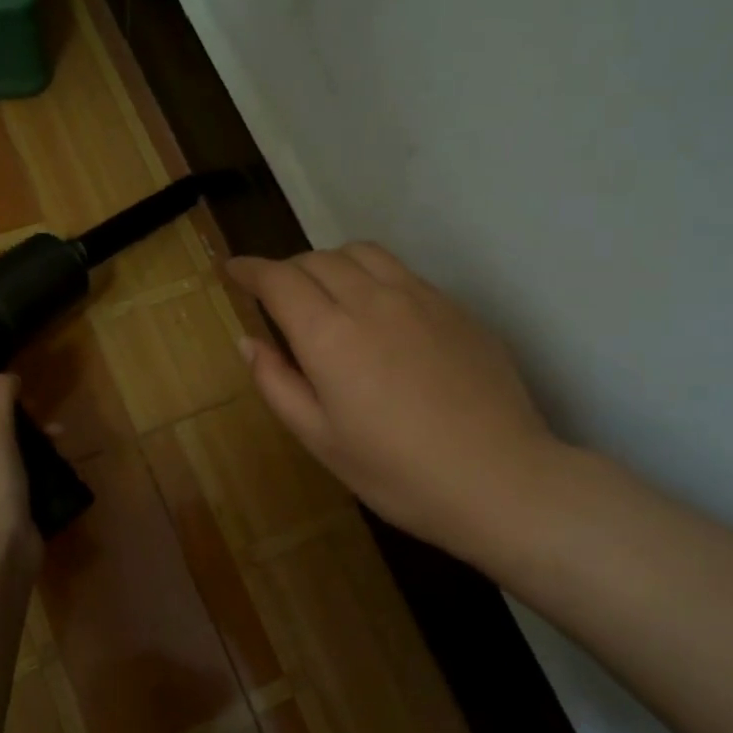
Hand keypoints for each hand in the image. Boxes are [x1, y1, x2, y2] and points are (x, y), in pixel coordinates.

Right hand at [228, 245, 561, 563]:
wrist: (499, 479)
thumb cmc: (397, 473)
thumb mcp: (321, 440)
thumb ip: (277, 383)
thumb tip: (248, 341)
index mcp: (329, 334)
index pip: (279, 279)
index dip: (249, 270)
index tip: (233, 270)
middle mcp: (372, 300)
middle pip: (318, 259)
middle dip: (287, 269)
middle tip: (276, 294)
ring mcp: (420, 298)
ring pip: (363, 253)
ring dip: (331, 262)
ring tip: (326, 291)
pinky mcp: (455, 308)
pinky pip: (402, 272)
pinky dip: (373, 276)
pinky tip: (379, 311)